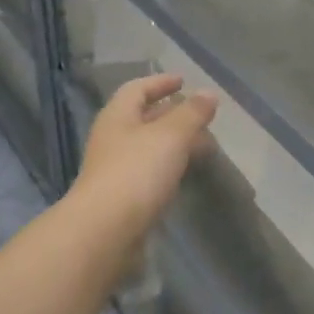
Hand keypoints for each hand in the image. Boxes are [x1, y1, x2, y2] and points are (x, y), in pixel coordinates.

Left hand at [72, 74, 218, 234]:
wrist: (105, 231)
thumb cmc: (137, 172)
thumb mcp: (171, 136)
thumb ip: (192, 113)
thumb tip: (208, 93)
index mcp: (118, 116)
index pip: (137, 89)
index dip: (160, 82)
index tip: (183, 81)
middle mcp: (112, 139)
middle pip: (142, 117)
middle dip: (172, 114)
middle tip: (201, 117)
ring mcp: (114, 169)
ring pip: (147, 146)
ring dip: (173, 142)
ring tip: (202, 146)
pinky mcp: (122, 197)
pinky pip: (148, 172)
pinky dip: (168, 166)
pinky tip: (183, 174)